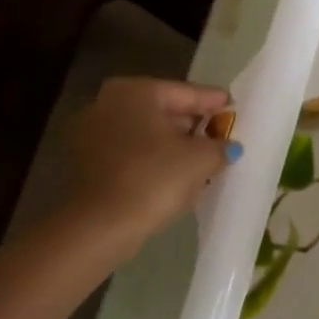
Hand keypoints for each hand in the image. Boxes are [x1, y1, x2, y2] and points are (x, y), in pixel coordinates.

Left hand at [61, 78, 239, 254]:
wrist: (100, 226)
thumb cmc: (154, 178)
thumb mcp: (202, 159)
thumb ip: (221, 146)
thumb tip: (228, 146)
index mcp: (135, 92)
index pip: (186, 92)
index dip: (213, 101)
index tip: (232, 106)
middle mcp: (107, 104)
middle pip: (162, 111)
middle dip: (191, 124)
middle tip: (219, 135)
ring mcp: (90, 134)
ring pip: (145, 134)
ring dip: (172, 145)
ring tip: (201, 159)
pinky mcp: (86, 165)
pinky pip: (131, 154)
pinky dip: (153, 160)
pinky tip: (174, 176)